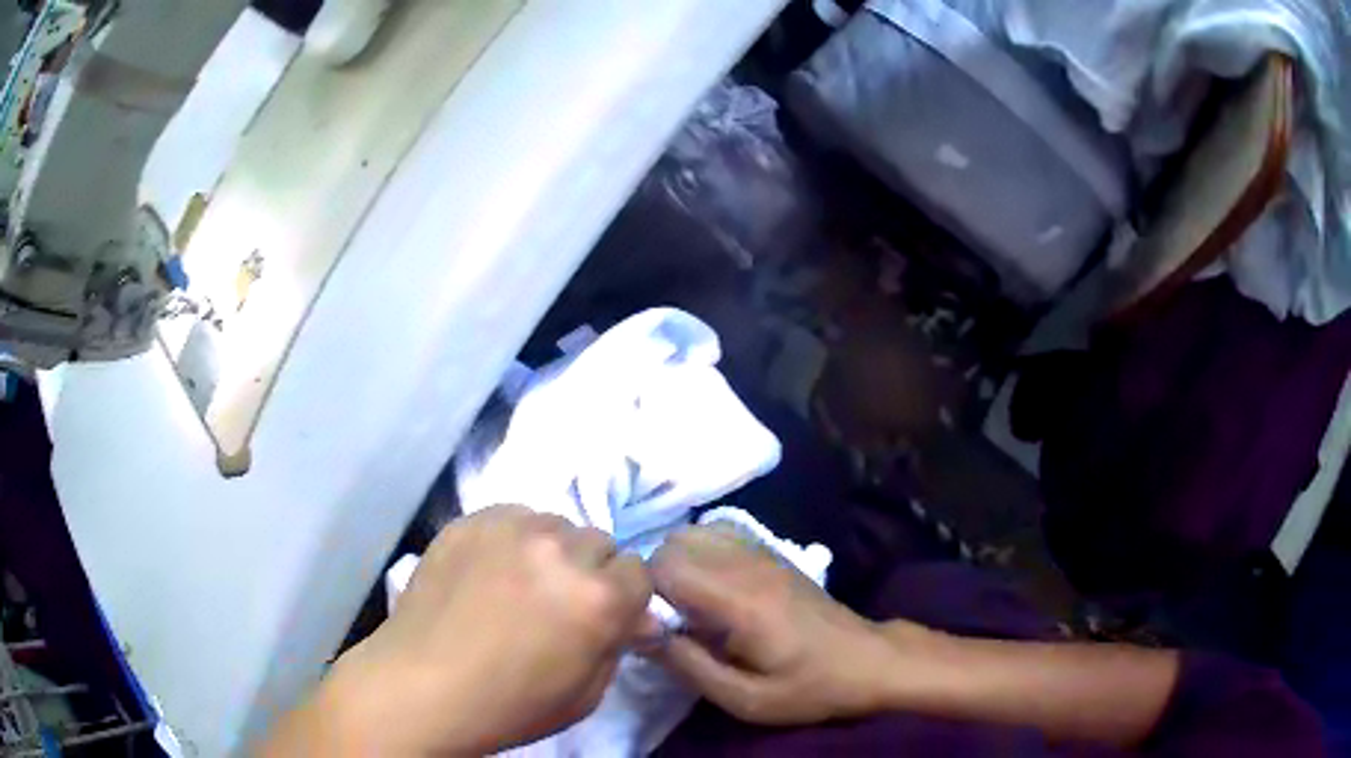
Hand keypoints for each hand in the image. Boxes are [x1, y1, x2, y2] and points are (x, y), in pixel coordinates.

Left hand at [265, 505, 656, 755]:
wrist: (421, 686)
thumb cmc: (510, 705)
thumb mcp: (586, 694)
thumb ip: (619, 645)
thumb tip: (639, 617)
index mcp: (598, 598)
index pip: (640, 571)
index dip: (624, 598)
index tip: (603, 617)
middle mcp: (561, 550)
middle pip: (600, 541)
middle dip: (590, 571)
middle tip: (558, 602)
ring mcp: (511, 527)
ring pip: (556, 525)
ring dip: (551, 551)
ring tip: (519, 583)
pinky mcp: (471, 519)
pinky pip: (513, 516)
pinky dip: (513, 539)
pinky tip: (488, 571)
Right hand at [648, 524, 912, 724]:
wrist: (866, 661)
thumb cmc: (808, 687)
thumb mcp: (746, 699)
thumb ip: (689, 666)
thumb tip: (642, 633)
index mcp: (740, 601)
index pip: (666, 564)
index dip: (645, 592)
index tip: (653, 624)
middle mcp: (748, 564)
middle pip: (675, 541)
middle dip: (657, 576)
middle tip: (670, 617)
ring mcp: (762, 552)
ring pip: (695, 530)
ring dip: (678, 561)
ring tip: (689, 603)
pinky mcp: (772, 551)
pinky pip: (720, 530)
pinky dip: (701, 550)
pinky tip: (712, 586)